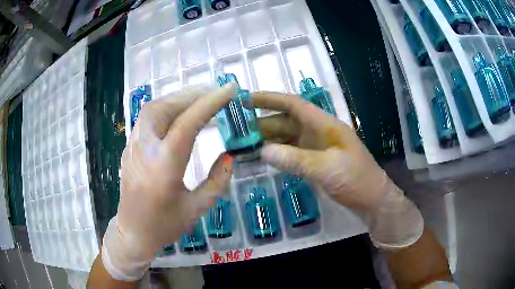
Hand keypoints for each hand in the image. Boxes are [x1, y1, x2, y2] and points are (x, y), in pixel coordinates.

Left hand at [102, 85, 235, 279]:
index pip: (187, 124)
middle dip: (193, 94)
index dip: (210, 102)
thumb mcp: (197, 208)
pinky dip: (165, 107)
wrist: (133, 232)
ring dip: (177, 98)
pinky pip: (146, 118)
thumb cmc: (165, 225)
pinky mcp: (129, 147)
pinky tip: (178, 112)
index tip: (230, 89)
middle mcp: (144, 151)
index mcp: (164, 168)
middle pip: (164, 107)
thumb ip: (217, 181)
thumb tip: (228, 155)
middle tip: (216, 91)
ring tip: (199, 98)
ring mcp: (133, 147)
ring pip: (152, 109)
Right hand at [254, 92, 422, 249]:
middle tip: (239, 130)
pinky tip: (264, 159)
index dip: (270, 99)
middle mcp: (319, 133)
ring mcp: (317, 148)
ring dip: (268, 140)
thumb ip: (296, 159)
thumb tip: (263, 151)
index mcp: (325, 125)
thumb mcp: (327, 168)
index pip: (294, 105)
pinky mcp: (316, 163)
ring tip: (245, 145)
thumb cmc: (356, 180)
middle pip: (287, 122)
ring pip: (288, 139)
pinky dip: (277, 155)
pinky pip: (292, 154)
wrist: (373, 201)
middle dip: (263, 123)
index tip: (247, 99)